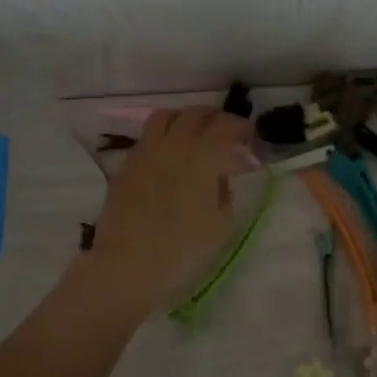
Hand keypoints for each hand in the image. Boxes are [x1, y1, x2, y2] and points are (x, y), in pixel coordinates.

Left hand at [83, 107, 252, 310]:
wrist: (128, 263)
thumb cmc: (183, 247)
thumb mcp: (221, 223)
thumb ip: (225, 191)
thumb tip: (219, 177)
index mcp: (203, 154)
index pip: (226, 125)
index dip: (241, 128)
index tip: (249, 138)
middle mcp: (174, 143)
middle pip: (195, 113)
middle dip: (215, 118)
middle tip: (225, 134)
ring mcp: (146, 150)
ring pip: (166, 116)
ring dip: (184, 119)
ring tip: (193, 136)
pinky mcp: (127, 164)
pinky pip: (148, 137)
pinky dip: (163, 138)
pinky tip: (168, 158)